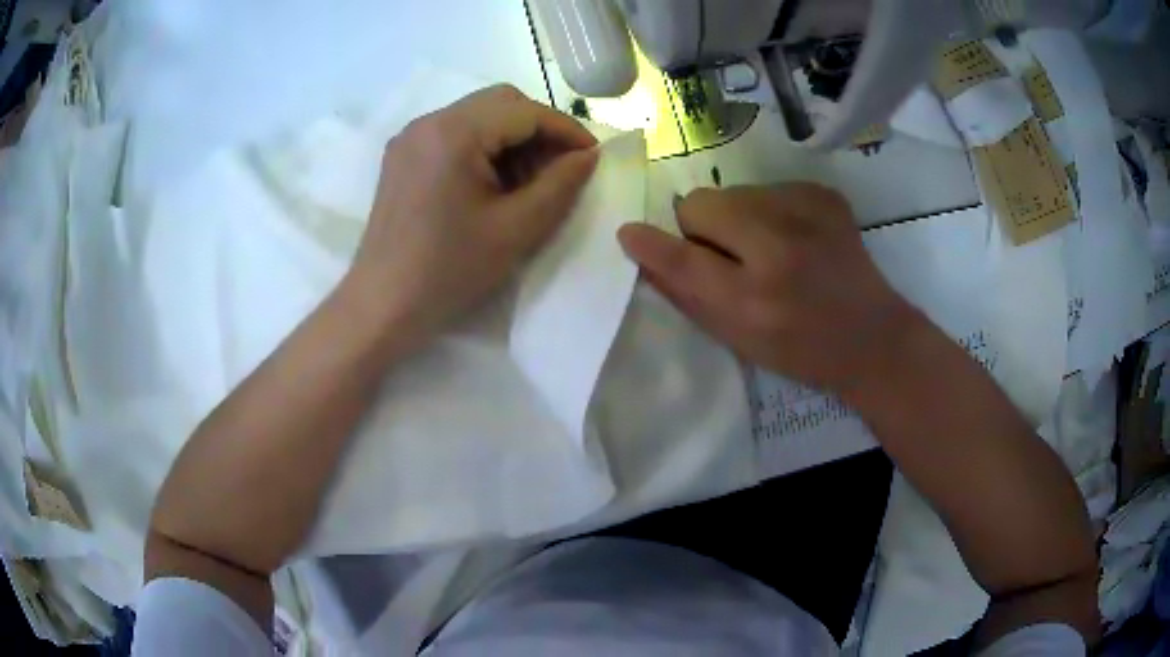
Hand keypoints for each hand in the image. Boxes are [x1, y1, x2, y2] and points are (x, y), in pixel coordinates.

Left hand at [345, 85, 598, 346]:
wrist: (383, 305)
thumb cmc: (449, 271)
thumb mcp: (517, 229)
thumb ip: (560, 184)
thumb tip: (588, 155)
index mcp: (453, 133)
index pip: (524, 110)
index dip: (566, 129)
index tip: (592, 156)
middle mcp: (428, 122)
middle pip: (500, 103)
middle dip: (538, 130)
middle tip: (559, 169)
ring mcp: (411, 137)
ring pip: (478, 116)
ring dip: (512, 139)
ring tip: (528, 182)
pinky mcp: (403, 156)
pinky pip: (455, 134)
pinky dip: (484, 148)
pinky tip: (493, 184)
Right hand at [618, 184, 922, 395]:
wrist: (872, 336)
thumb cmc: (801, 350)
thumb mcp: (738, 340)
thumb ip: (687, 295)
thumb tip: (643, 254)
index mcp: (754, 298)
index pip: (683, 257)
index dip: (650, 245)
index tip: (629, 234)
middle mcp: (778, 248)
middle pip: (700, 203)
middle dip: (701, 226)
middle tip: (728, 254)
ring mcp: (807, 213)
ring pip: (733, 192)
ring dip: (736, 216)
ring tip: (768, 247)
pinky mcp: (824, 195)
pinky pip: (767, 188)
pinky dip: (770, 210)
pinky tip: (796, 237)